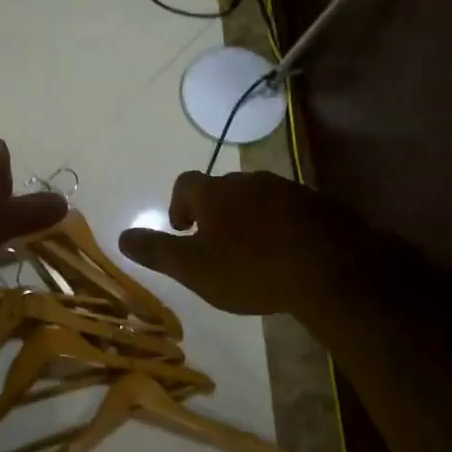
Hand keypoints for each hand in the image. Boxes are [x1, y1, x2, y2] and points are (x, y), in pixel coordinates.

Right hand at [117, 170, 381, 314]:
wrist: (330, 270)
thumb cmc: (250, 269)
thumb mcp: (193, 268)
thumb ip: (156, 251)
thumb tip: (121, 237)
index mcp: (215, 193)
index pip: (186, 183)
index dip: (179, 203)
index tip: (183, 229)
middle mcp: (248, 181)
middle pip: (223, 188)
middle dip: (216, 211)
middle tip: (218, 243)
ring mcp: (287, 189)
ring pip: (258, 197)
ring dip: (250, 216)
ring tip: (254, 250)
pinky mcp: (319, 204)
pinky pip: (291, 209)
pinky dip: (282, 224)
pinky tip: (289, 252)